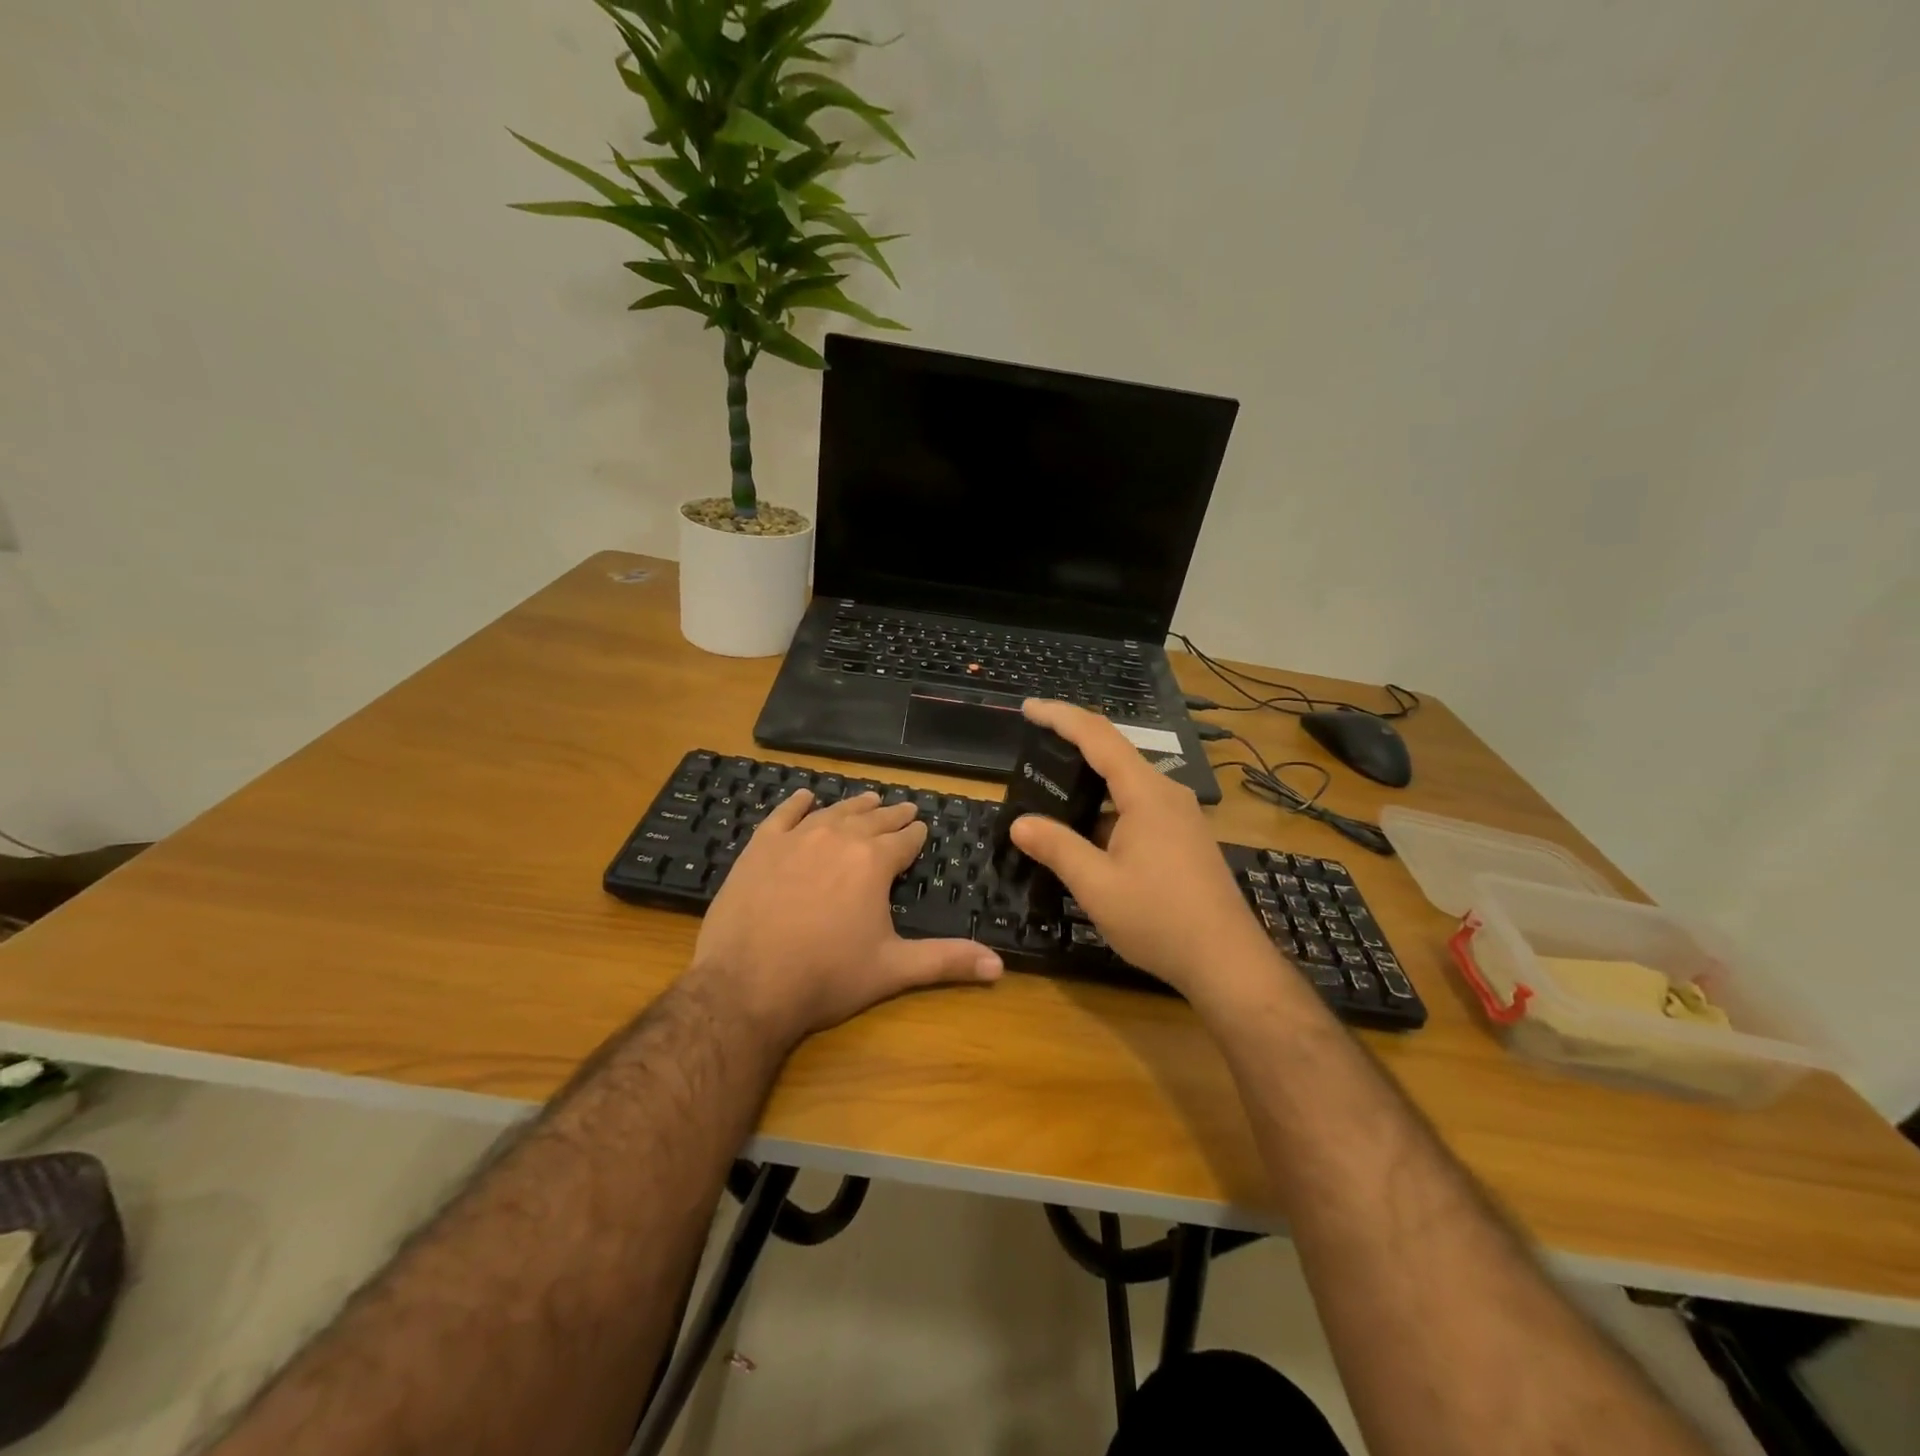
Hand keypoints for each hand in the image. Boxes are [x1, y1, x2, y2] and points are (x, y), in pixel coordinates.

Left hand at [689, 789, 1002, 1047]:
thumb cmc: (826, 977)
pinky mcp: (760, 847)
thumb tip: (1000, 966)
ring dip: (855, 805)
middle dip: (892, 815)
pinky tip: (807, 797)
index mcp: (874, 862)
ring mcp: (796, 838)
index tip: (922, 827)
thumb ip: (946, 960)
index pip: (904, 840)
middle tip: (905, 808)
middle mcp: (839, 838)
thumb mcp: (893, 969)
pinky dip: (798, 804)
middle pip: (872, 819)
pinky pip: (784, 815)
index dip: (916, 834)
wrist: (745, 985)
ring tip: (869, 799)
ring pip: (834, 812)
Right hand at [1008, 701, 1273, 998]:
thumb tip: (1020, 823)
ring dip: (1089, 786)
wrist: (1227, 962)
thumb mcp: (1097, 885)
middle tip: (1032, 751)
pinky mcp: (1185, 839)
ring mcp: (1181, 817)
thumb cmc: (1160, 919)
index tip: (1028, 707)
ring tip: (1051, 796)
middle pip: (1114, 755)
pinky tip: (1086, 836)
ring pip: (1127, 785)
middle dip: (1072, 748)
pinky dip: (1107, 811)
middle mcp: (1167, 794)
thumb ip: (1056, 847)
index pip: (1098, 736)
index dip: (1060, 717)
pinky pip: (1139, 808)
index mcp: (1146, 793)